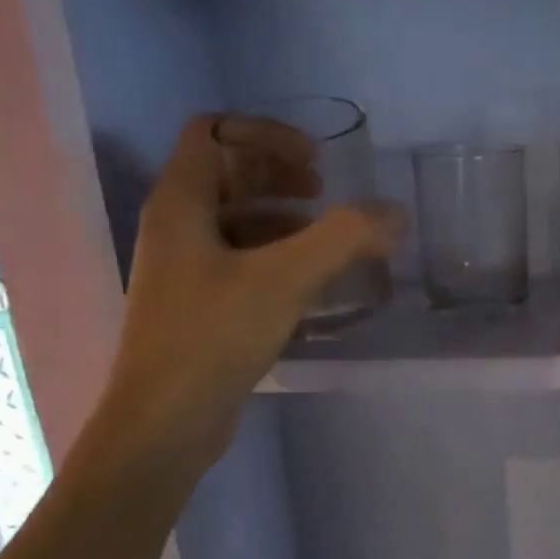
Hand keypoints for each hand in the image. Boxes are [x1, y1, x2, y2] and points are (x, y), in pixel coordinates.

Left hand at [94, 114, 399, 476]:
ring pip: (238, 222)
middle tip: (325, 194)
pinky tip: (314, 285)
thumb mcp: (284, 279)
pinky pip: (244, 263)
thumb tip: (394, 213)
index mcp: (180, 204)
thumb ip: (343, 238)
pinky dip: (281, 259)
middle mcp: (177, 228)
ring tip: (331, 242)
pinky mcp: (202, 307)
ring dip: (286, 219)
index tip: (316, 164)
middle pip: (227, 174)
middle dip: (279, 175)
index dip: (266, 135)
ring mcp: (187, 270)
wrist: (165, 424)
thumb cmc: (213, 337)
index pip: (214, 133)